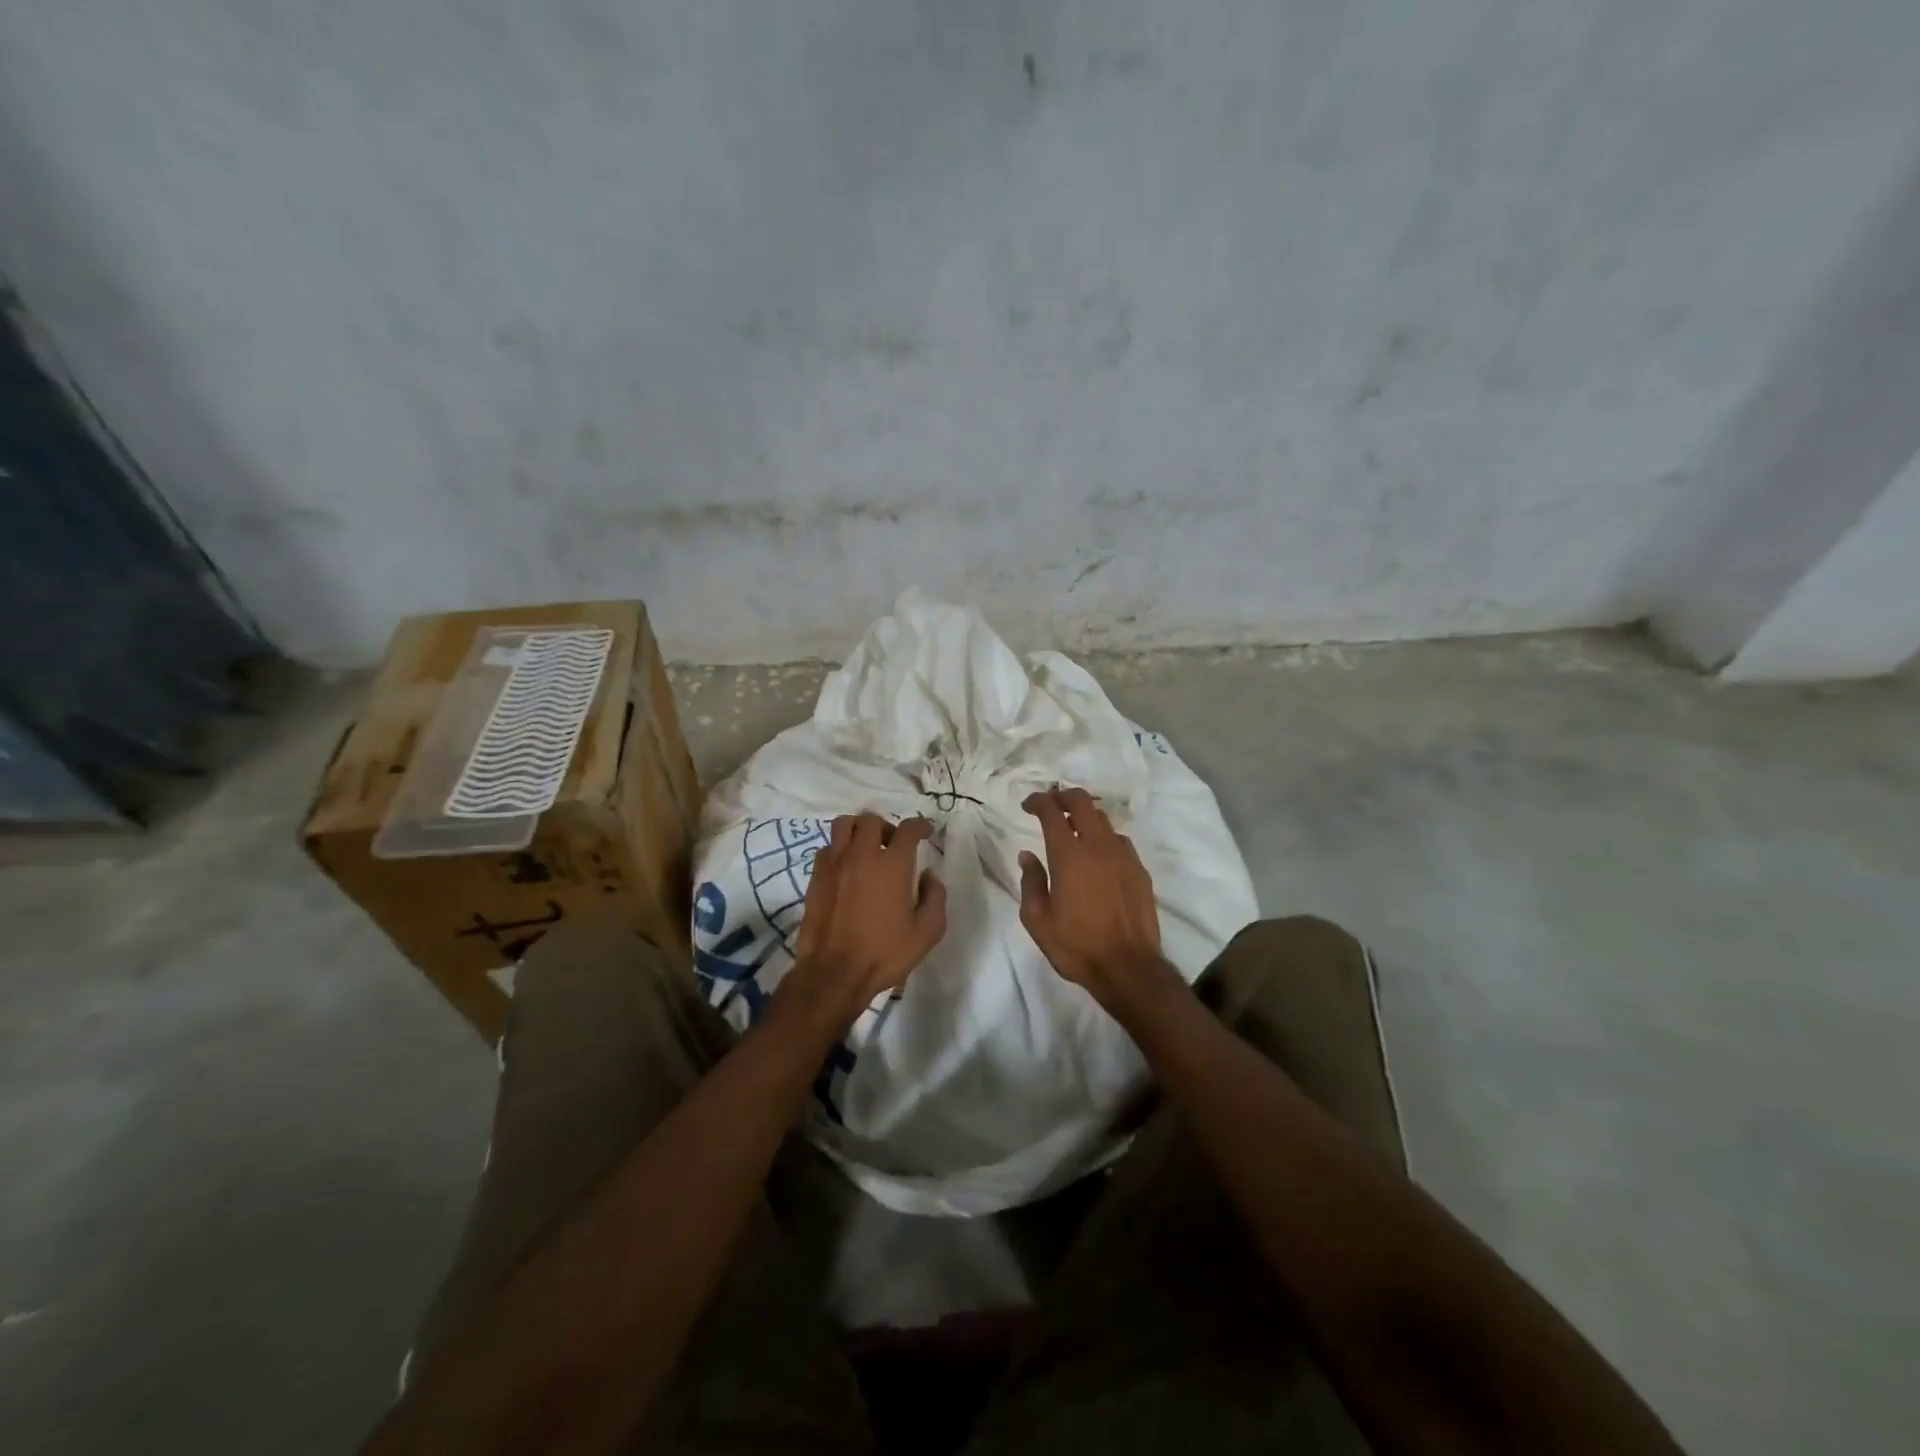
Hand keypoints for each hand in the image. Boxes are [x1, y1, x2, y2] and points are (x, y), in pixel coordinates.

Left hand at [779, 813, 946, 1031]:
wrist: (834, 974)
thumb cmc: (884, 953)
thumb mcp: (927, 932)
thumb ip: (935, 898)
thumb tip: (930, 877)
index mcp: (893, 865)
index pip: (908, 829)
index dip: (920, 825)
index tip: (925, 832)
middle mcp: (862, 855)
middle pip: (872, 819)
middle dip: (887, 827)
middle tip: (893, 844)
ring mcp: (835, 863)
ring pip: (844, 825)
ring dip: (859, 830)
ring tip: (866, 848)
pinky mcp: (815, 877)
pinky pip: (828, 848)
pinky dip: (839, 850)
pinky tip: (846, 868)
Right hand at [1019, 786, 1179, 1008]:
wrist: (1128, 968)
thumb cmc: (1076, 945)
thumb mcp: (1037, 920)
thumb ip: (1031, 881)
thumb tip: (1028, 855)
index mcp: (1068, 854)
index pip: (1051, 811)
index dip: (1038, 801)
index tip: (1028, 805)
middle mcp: (1097, 846)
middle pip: (1082, 802)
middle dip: (1063, 797)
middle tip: (1050, 805)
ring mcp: (1123, 855)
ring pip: (1103, 819)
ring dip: (1084, 816)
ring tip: (1073, 829)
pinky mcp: (1139, 870)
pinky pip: (1119, 841)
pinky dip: (1103, 838)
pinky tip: (1098, 855)